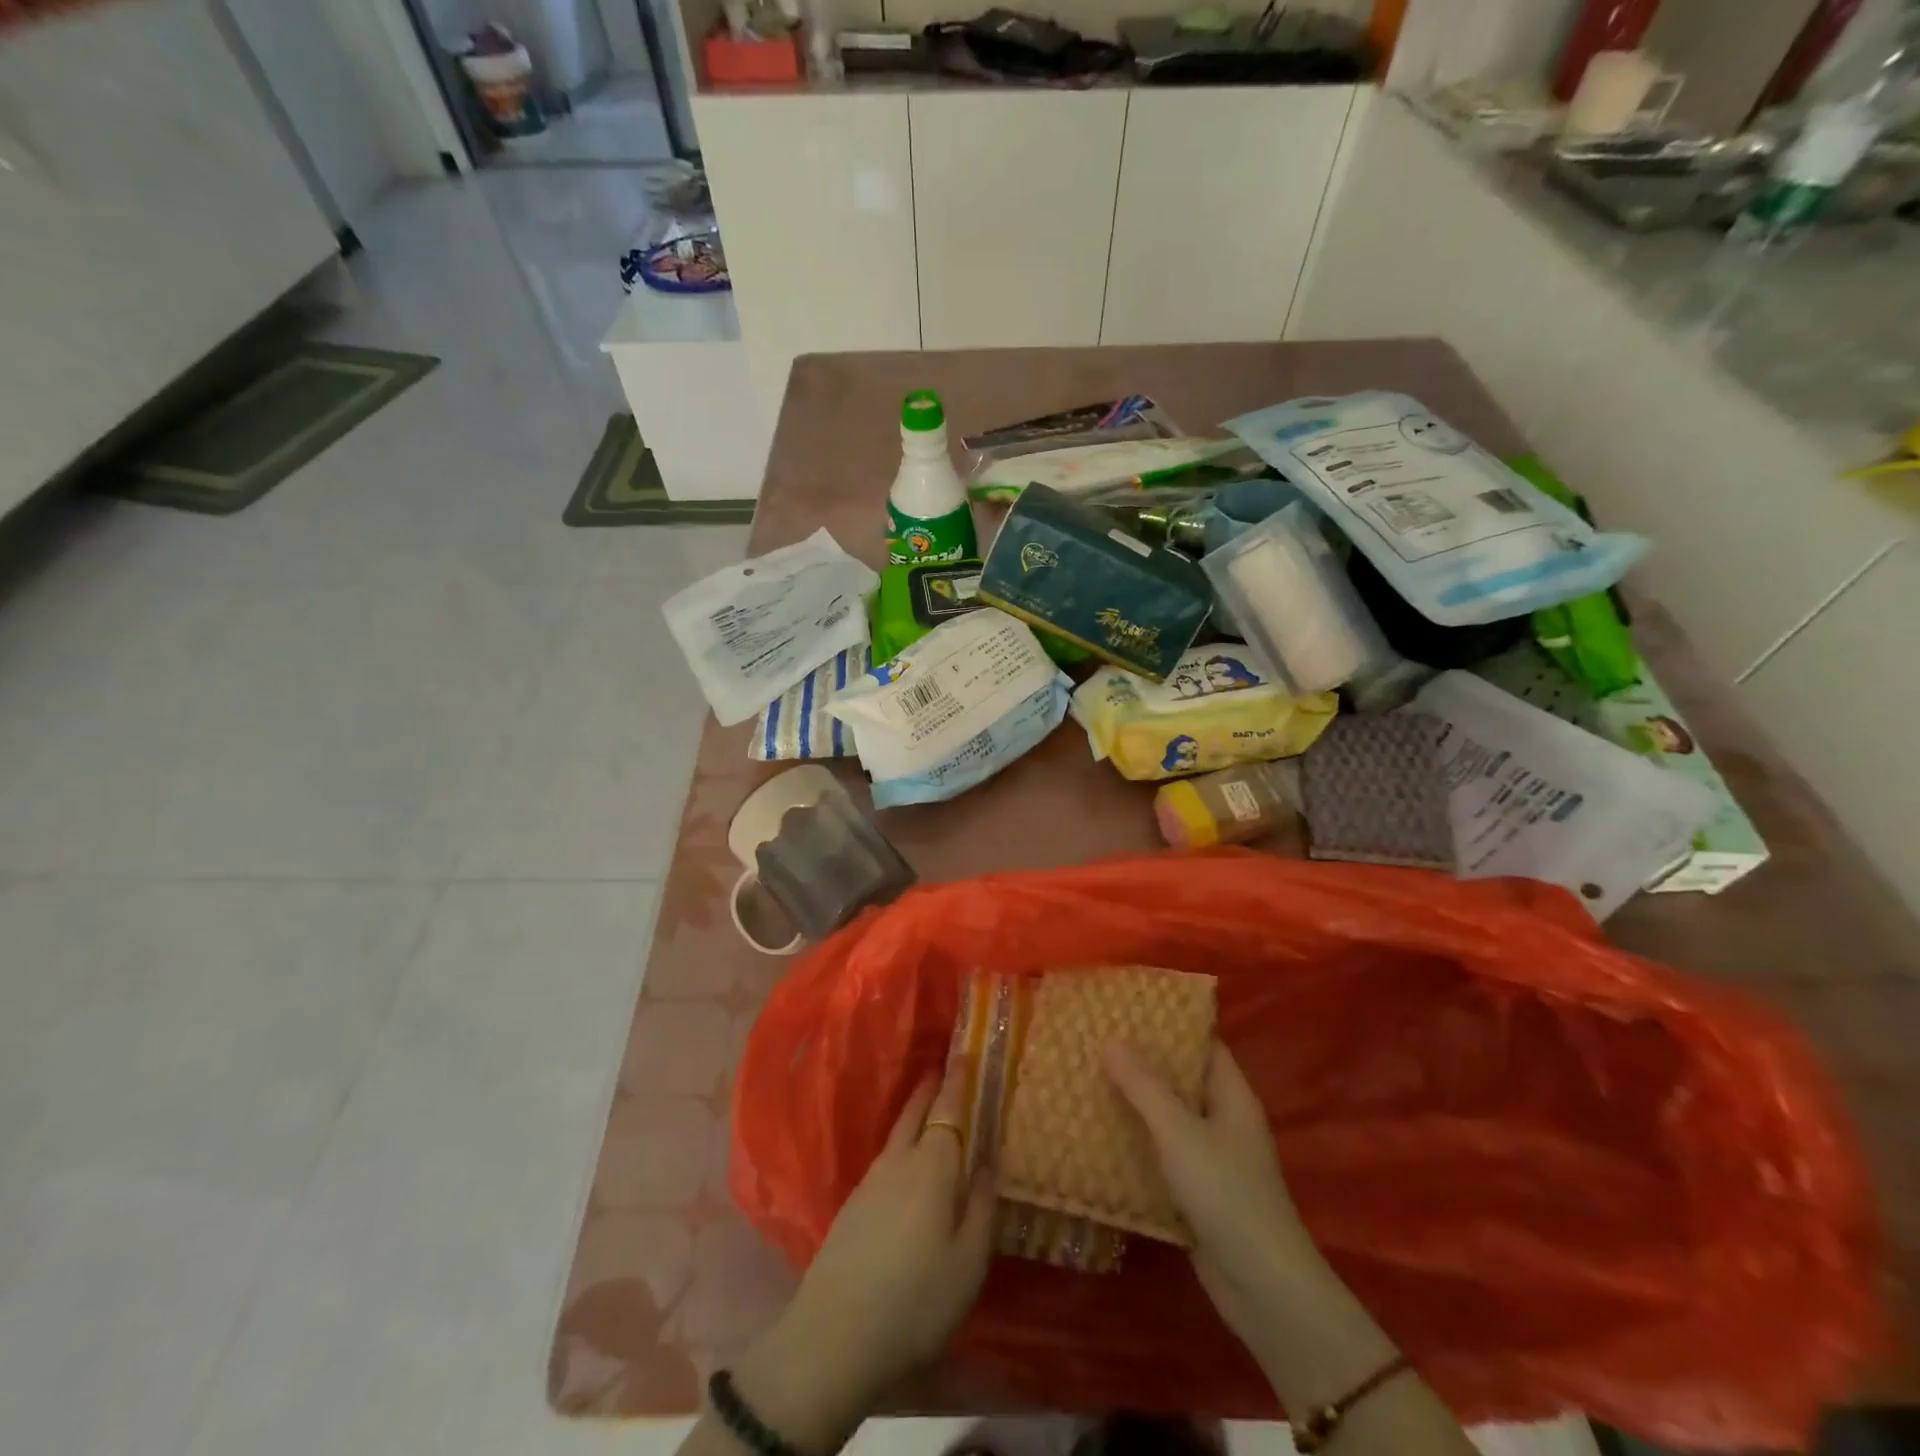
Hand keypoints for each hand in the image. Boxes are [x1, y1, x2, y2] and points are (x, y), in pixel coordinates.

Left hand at [735, 1060, 993, 1448]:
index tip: (963, 1053)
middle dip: (931, 1088)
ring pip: (897, 1134)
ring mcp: (870, 1182)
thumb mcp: (968, 1261)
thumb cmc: (916, 1299)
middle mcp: (899, 1162)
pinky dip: (901, 1143)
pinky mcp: (852, 1206)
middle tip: (944, 1068)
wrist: (835, 1336)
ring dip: (914, 1113)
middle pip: (915, 1112)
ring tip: (930, 1109)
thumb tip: (988, 1159)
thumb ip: (982, 1205)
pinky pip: (885, 1158)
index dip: (957, 1081)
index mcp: (933, 1167)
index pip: (948, 1110)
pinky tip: (906, 1163)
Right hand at [1104, 1039, 1325, 1359]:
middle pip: (1180, 1079)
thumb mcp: (1180, 1132)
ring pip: (1167, 1118)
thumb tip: (1111, 1040)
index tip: (1127, 1007)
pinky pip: (1161, 1155)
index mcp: (1231, 1095)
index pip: (1202, 1043)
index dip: (1169, 1023)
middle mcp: (1223, 1120)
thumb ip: (1144, 1086)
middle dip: (1141, 1062)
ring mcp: (1211, 1158)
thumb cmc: (1226, 1194)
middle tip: (1095, 1040)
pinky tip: (1097, 1135)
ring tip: (1087, 1078)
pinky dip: (1135, 1143)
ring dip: (1133, 1104)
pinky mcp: (1196, 1192)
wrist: (1261, 1288)